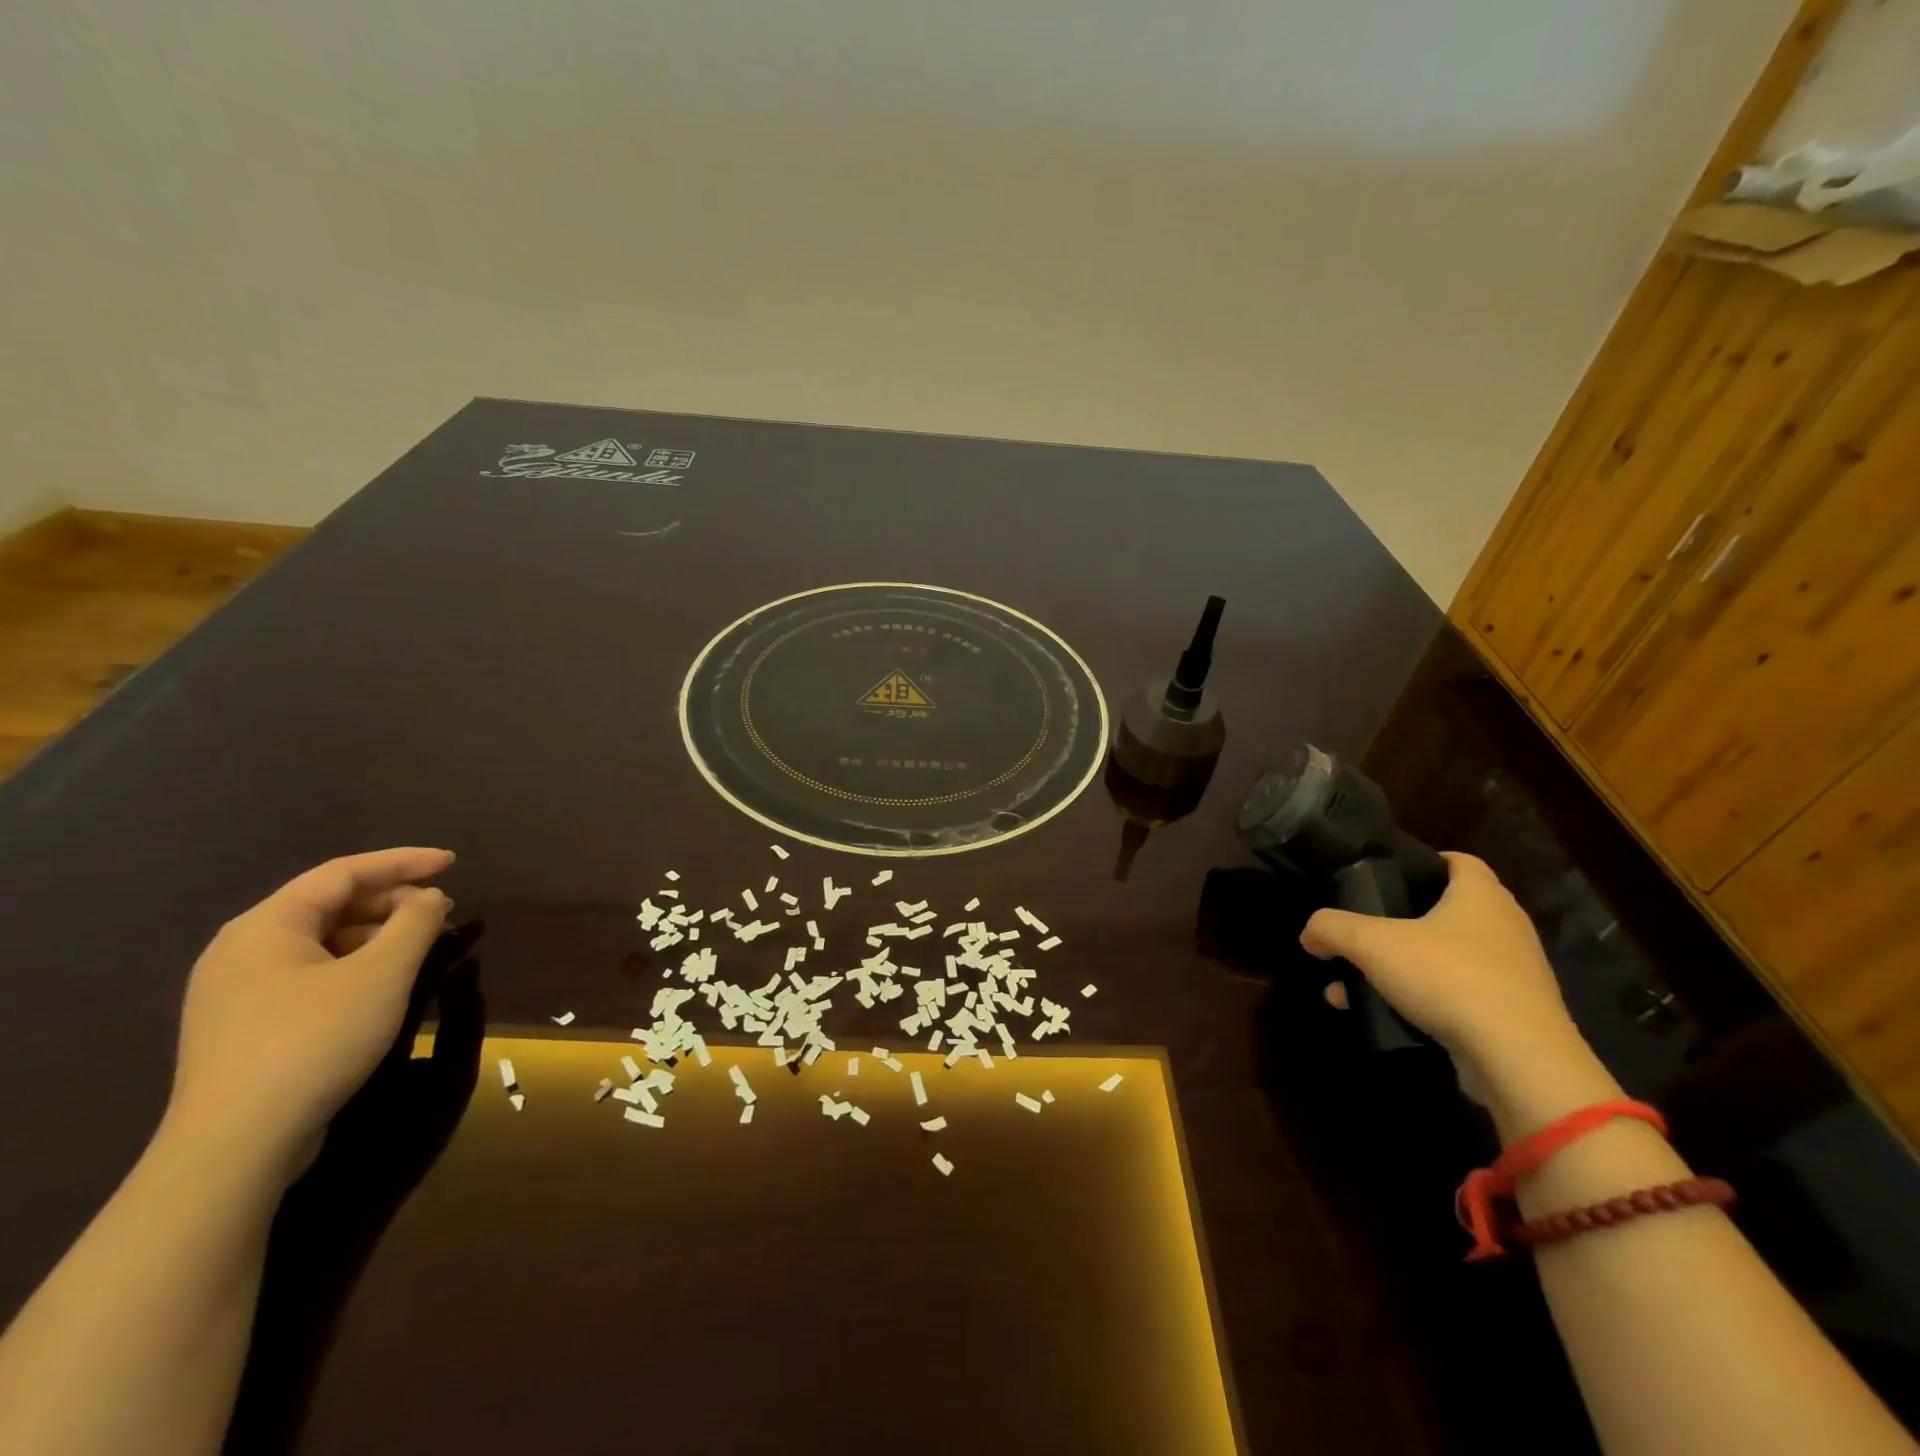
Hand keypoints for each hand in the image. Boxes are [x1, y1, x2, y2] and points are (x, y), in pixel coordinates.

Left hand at [165, 848, 455, 1183]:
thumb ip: (415, 924)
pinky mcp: (245, 1027)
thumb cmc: (314, 1041)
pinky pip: (309, 973)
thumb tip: (431, 898)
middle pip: (329, 905)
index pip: (343, 873)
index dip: (403, 862)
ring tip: (422, 947)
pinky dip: (354, 965)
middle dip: (392, 902)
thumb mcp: (382, 975)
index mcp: (266, 926)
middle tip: (442, 911)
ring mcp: (237, 992)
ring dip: (377, 935)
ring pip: (321, 942)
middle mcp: (242, 950)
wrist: (236, 1146)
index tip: (453, 862)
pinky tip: (384, 985)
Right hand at [1300, 852, 1608, 1121]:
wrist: (1518, 1059)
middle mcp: (1505, 927)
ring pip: (1447, 956)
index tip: (1386, 874)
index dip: (1423, 862)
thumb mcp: (1371, 944)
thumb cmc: (1448, 977)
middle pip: (1446, 910)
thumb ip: (1332, 929)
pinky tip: (1385, 1014)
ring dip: (1403, 966)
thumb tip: (1310, 934)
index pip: (1458, 860)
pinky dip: (1423, 999)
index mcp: (1481, 895)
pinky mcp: (1512, 1014)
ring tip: (1357, 982)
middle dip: (1400, 920)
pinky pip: (1458, 994)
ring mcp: (1513, 973)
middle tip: (1363, 929)